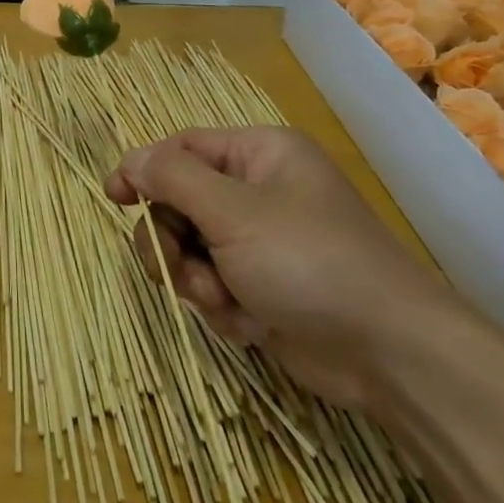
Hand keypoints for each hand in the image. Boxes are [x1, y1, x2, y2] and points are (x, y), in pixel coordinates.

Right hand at [106, 127, 458, 409]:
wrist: (389, 355)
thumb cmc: (310, 262)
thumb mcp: (233, 211)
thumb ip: (172, 179)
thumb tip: (131, 160)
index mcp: (259, 155)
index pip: (181, 147)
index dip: (143, 169)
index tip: (114, 197)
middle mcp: (258, 192)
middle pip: (178, 202)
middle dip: (171, 240)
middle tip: (175, 266)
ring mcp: (260, 243)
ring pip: (189, 249)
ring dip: (194, 278)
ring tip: (222, 300)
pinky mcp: (262, 288)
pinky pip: (213, 285)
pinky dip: (221, 305)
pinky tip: (250, 323)